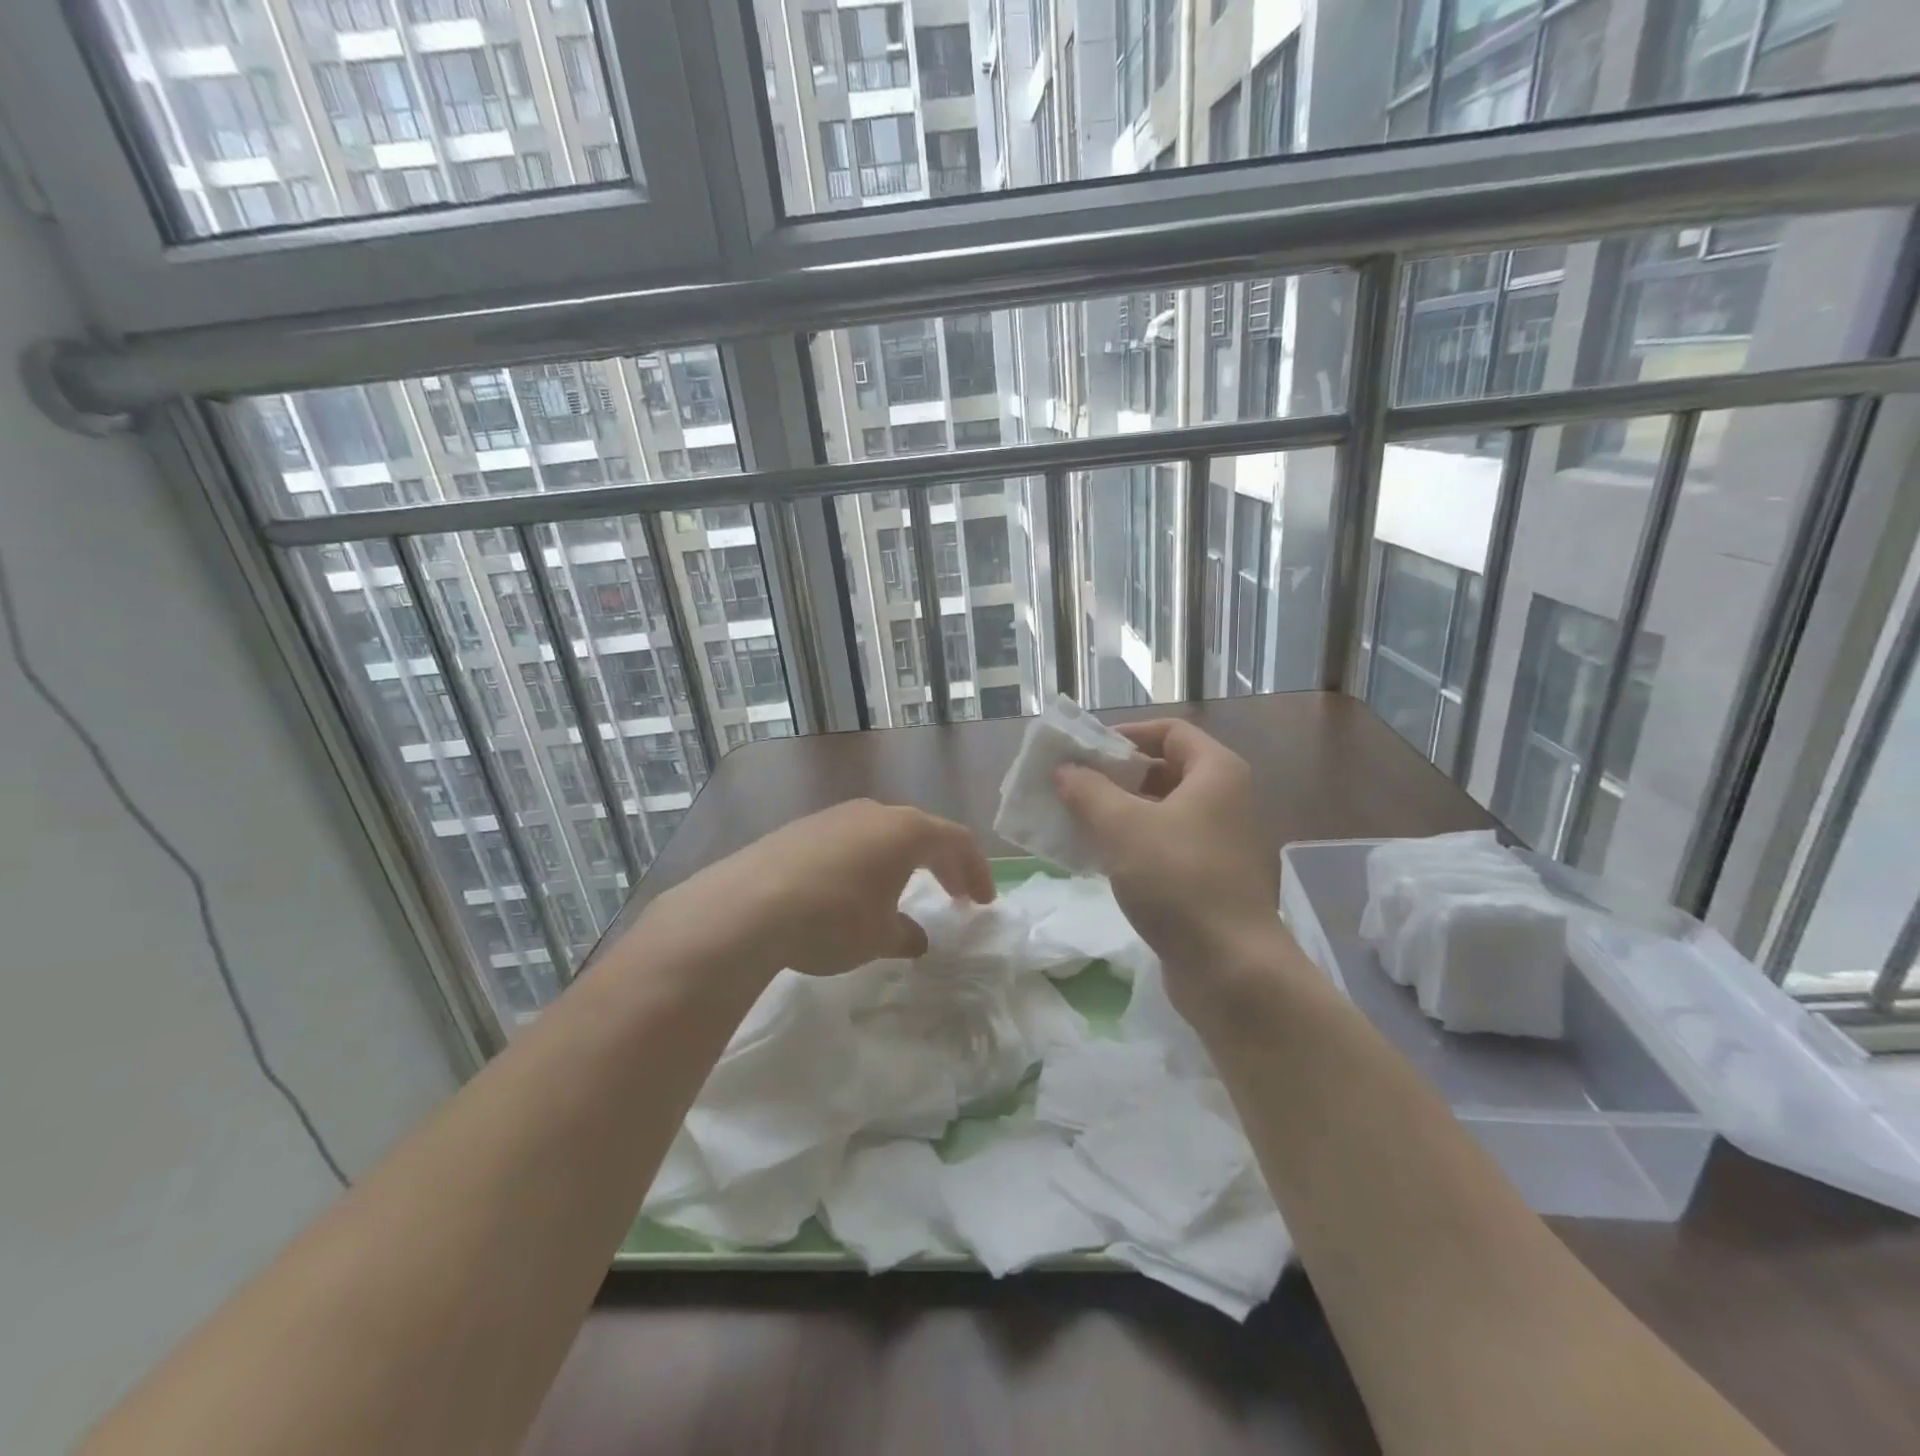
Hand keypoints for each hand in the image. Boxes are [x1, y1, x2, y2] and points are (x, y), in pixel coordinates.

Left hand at [638, 799, 995, 981]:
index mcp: (906, 831)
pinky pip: (849, 840)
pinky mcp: (801, 829)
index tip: (983, 902)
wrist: (747, 907)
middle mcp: (873, 812)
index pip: (956, 841)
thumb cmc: (833, 919)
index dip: (976, 870)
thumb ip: (905, 934)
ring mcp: (834, 816)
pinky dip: (866, 861)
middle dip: (942, 863)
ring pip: (882, 833)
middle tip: (955, 894)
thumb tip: (914, 938)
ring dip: (901, 860)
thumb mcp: (879, 937)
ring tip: (902, 891)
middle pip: (921, 831)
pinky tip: (851, 890)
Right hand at [1055, 720, 1288, 1014]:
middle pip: (1166, 770)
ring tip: (1077, 822)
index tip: (1086, 751)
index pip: (1170, 731)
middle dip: (1117, 776)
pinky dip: (1135, 845)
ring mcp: (1222, 843)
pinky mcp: (1213, 880)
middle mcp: (1226, 801)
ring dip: (1120, 813)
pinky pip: (1168, 847)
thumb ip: (1088, 791)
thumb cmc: (1178, 880)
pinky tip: (1101, 860)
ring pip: (1164, 812)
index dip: (1126, 734)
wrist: (1231, 968)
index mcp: (1217, 773)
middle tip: (1074, 787)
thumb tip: (1066, 771)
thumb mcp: (1122, 827)